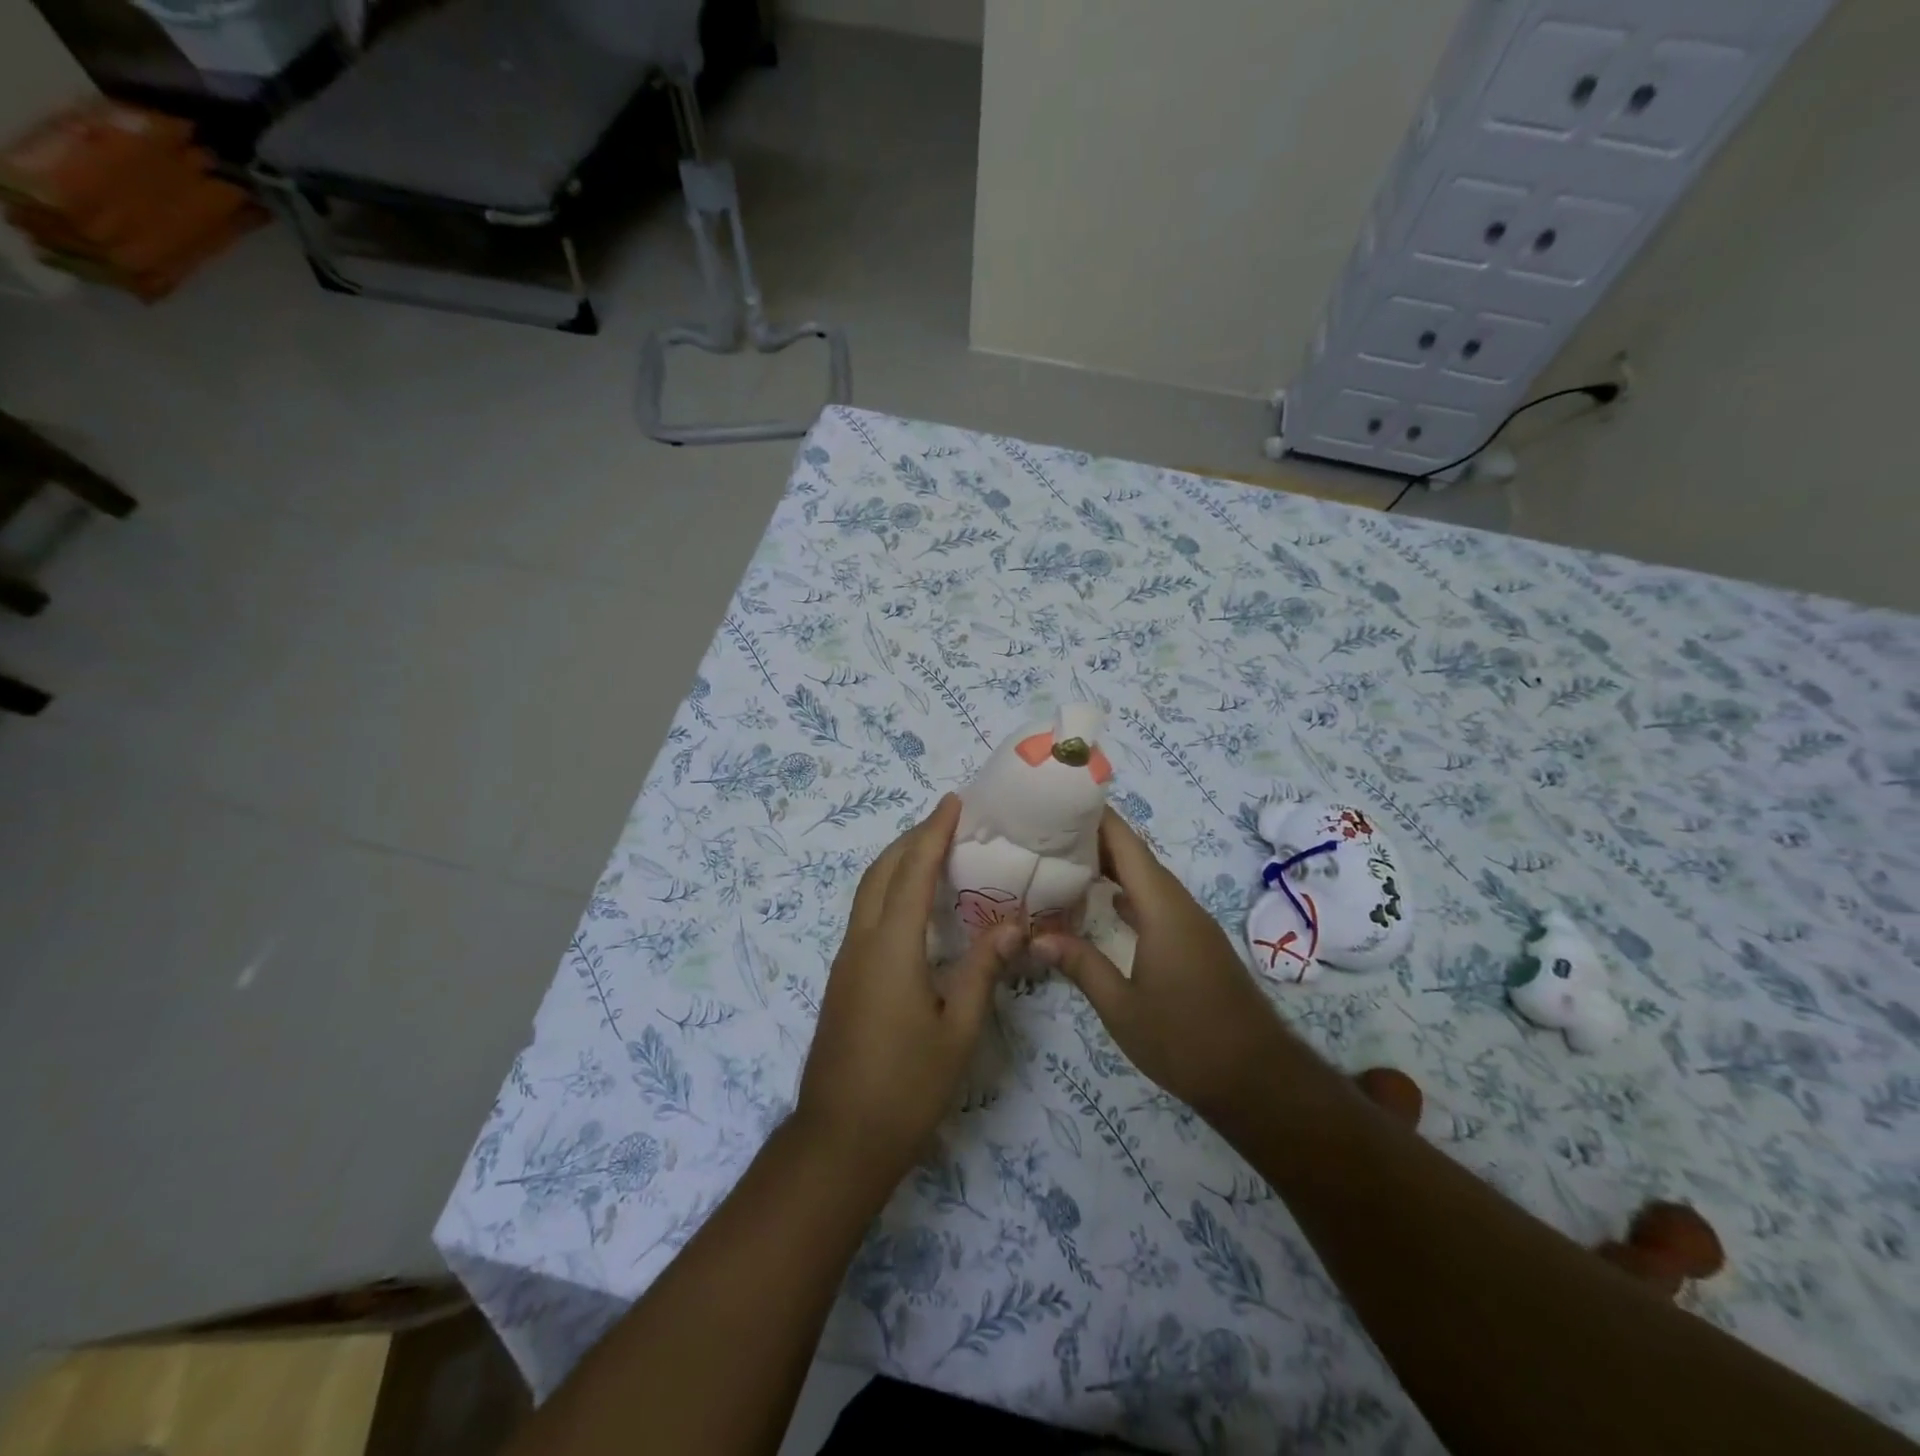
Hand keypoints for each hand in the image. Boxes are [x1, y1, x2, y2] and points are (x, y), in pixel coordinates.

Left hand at [795, 794, 1019, 1183]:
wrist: (839, 1140)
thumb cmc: (906, 1086)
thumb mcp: (957, 1031)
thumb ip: (982, 971)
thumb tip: (1012, 924)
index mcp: (890, 947)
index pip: (912, 872)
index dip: (933, 833)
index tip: (952, 802)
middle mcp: (860, 943)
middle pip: (880, 872)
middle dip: (910, 840)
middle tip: (946, 823)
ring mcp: (845, 961)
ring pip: (867, 893)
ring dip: (896, 864)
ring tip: (932, 854)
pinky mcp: (842, 980)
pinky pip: (865, 916)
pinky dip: (888, 892)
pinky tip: (913, 909)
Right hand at [1034, 809, 1288, 1117]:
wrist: (1257, 1079)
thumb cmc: (1185, 1040)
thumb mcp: (1122, 1008)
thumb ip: (1080, 965)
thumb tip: (1034, 938)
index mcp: (1163, 909)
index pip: (1127, 845)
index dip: (1097, 817)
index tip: (1061, 799)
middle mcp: (1180, 906)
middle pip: (1137, 857)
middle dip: (1096, 838)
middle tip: (1048, 831)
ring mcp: (1191, 924)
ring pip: (1148, 879)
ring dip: (1112, 866)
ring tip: (1066, 860)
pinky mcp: (1195, 943)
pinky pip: (1157, 902)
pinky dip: (1128, 893)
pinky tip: (1105, 902)